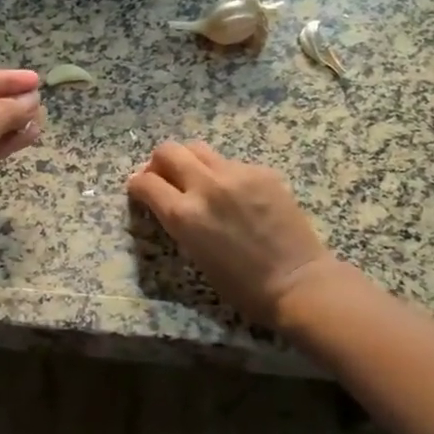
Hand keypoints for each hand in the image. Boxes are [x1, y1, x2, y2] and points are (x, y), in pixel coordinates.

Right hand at [126, 141, 337, 328]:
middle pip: (168, 151)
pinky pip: (230, 162)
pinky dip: (222, 173)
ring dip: (190, 161)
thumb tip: (167, 202)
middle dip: (159, 162)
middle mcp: (205, 186)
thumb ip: (177, 221)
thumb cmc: (240, 284)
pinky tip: (235, 194)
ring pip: (199, 149)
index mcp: (183, 215)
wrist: (296, 282)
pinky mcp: (261, 171)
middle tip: (165, 177)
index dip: (137, 185)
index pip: (145, 182)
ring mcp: (236, 174)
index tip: (139, 189)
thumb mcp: (194, 254)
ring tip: (198, 180)